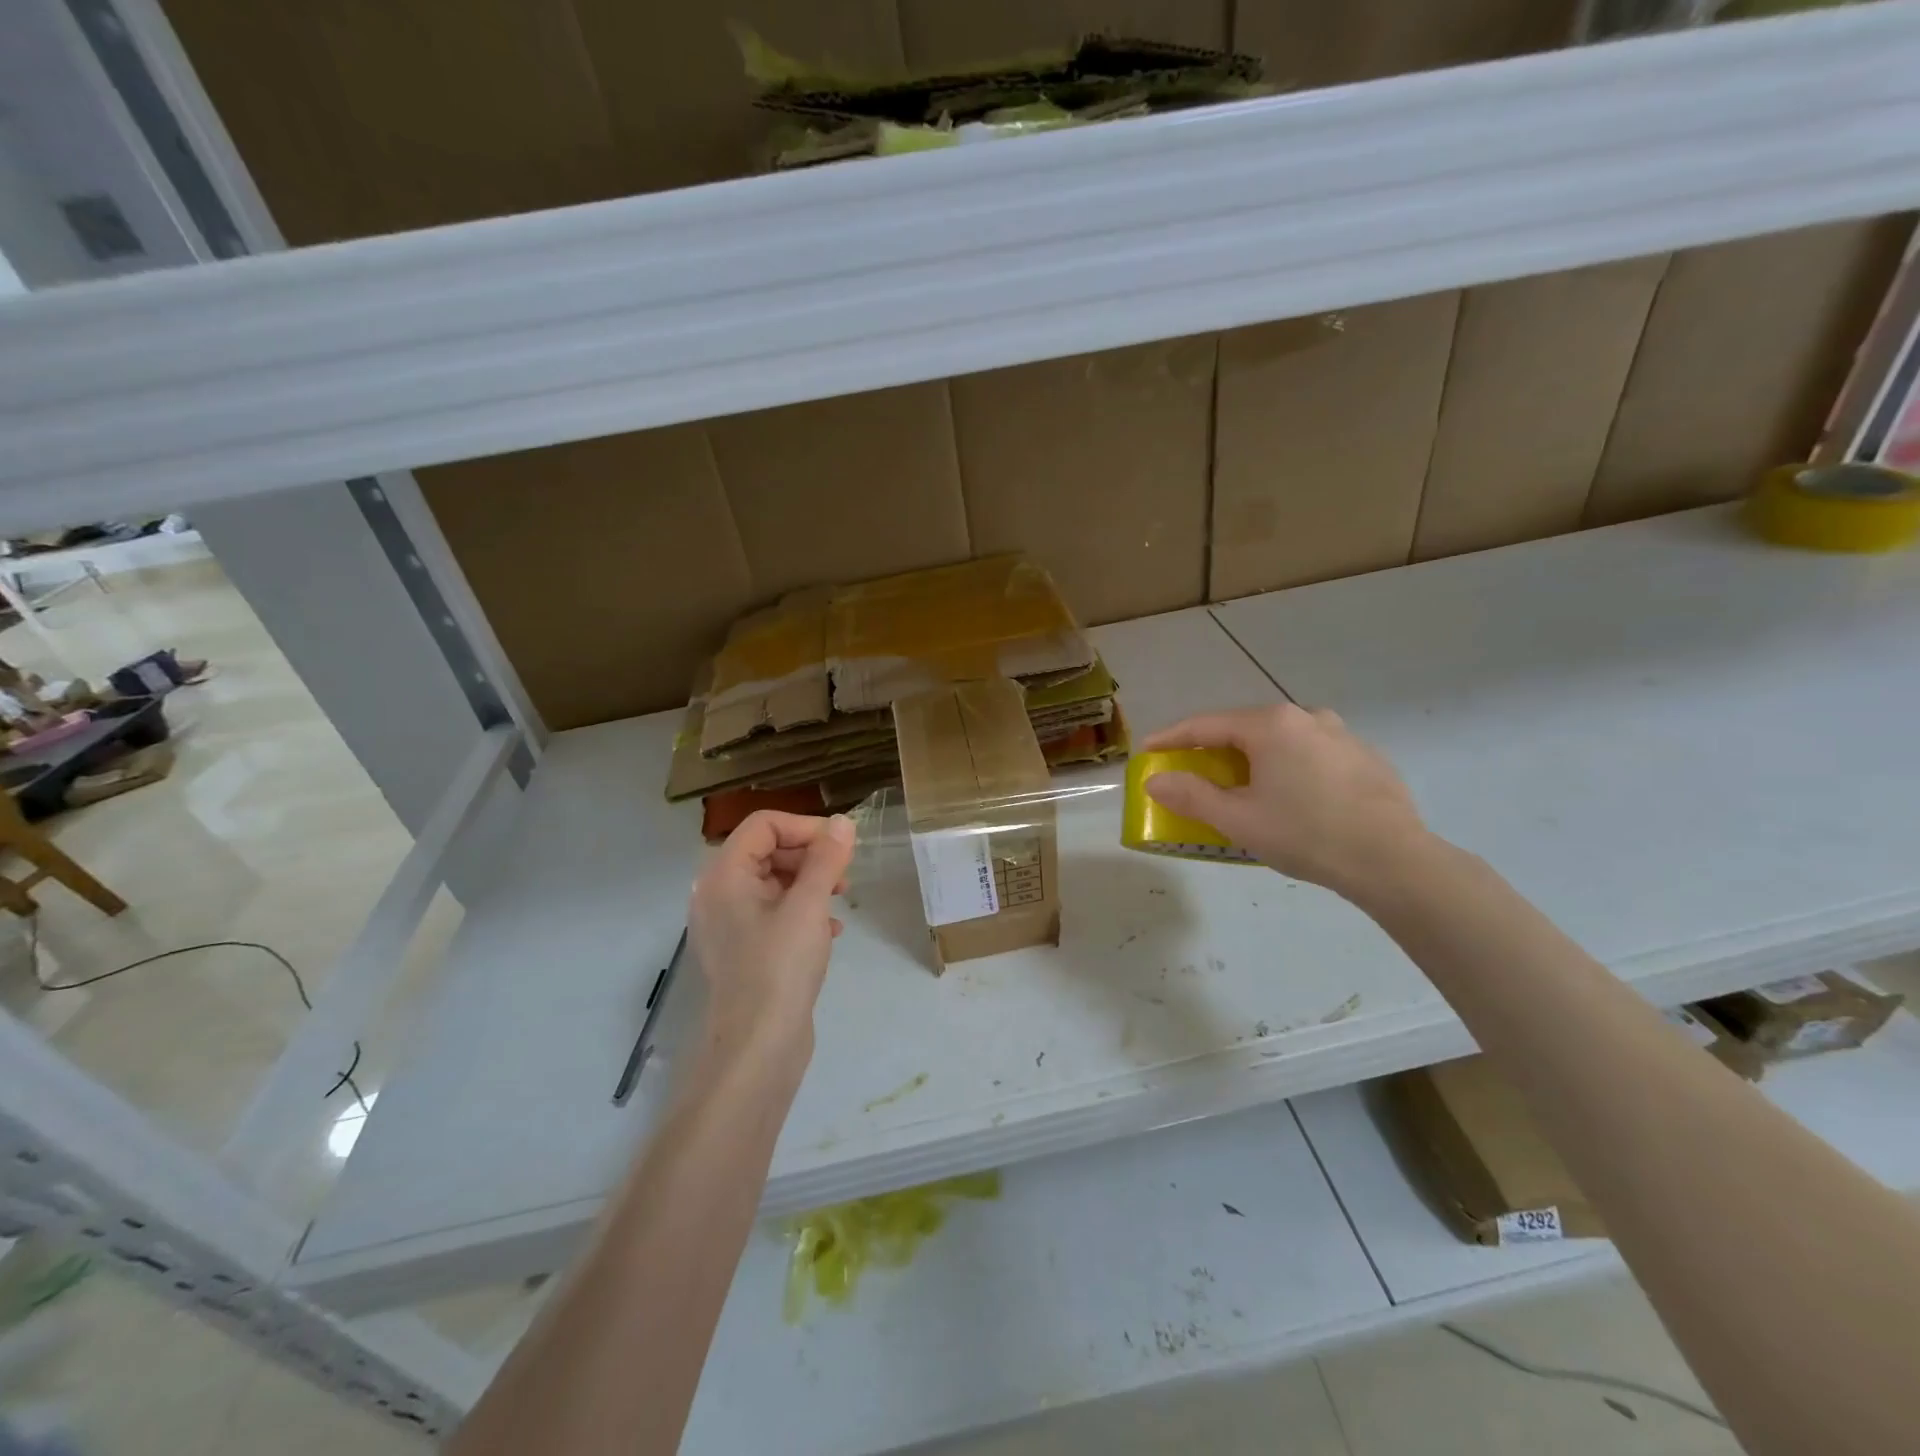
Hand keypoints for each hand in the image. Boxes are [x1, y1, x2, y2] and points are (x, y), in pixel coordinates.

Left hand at [687, 810, 855, 1059]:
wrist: (758, 1047)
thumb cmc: (780, 967)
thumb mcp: (809, 905)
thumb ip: (826, 858)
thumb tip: (841, 822)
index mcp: (724, 875)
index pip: (764, 825)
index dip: (805, 827)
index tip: (840, 846)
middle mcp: (718, 894)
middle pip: (767, 851)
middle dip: (809, 856)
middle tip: (843, 875)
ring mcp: (728, 925)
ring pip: (773, 882)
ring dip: (810, 883)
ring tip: (840, 900)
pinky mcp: (743, 950)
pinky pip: (773, 913)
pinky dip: (802, 911)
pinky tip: (830, 931)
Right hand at [1143, 704, 1429, 899]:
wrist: (1394, 860)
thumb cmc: (1305, 834)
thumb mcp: (1238, 819)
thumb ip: (1191, 794)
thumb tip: (1156, 779)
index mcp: (1270, 725)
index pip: (1206, 725)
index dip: (1172, 738)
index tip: (1147, 750)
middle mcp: (1305, 717)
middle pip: (1244, 728)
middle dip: (1214, 749)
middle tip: (1193, 771)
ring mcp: (1341, 734)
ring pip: (1282, 740)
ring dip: (1254, 757)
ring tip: (1245, 785)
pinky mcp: (1365, 757)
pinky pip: (1312, 754)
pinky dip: (1290, 767)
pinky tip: (1293, 797)